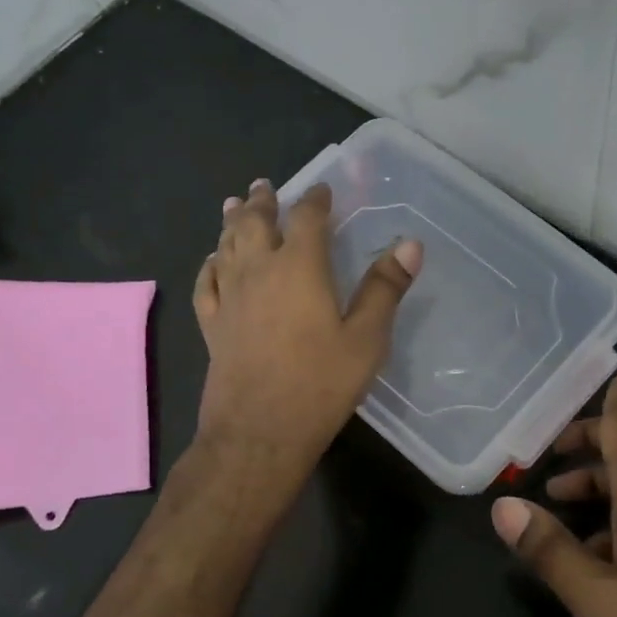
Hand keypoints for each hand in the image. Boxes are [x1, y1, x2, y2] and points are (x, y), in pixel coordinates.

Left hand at [193, 178, 421, 476]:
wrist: (259, 431)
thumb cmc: (320, 383)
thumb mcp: (366, 338)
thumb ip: (385, 288)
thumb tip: (410, 243)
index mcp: (299, 267)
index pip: (306, 218)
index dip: (315, 200)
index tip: (321, 190)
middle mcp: (258, 271)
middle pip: (255, 223)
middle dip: (262, 202)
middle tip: (263, 185)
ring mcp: (230, 297)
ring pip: (226, 246)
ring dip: (231, 222)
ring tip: (233, 205)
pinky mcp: (213, 324)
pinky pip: (207, 282)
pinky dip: (210, 264)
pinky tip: (212, 260)